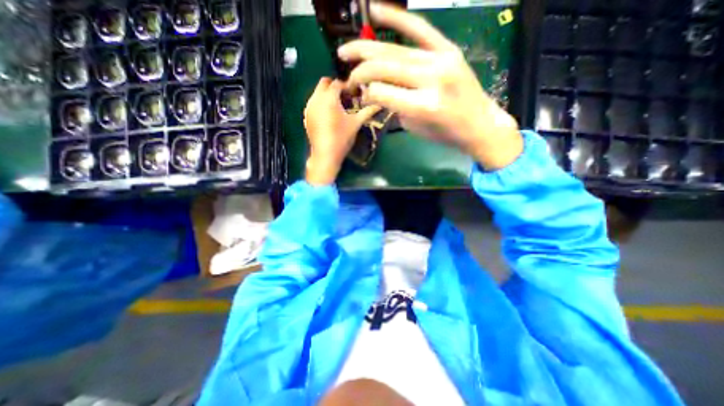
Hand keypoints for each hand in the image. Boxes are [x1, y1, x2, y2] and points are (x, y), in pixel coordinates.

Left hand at [303, 77, 379, 185]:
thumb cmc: (342, 138)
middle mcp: (316, 98)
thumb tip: (379, 104)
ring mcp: (309, 107)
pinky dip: (320, 103)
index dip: (347, 85)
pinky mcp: (306, 116)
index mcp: (329, 98)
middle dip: (334, 86)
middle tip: (345, 95)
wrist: (326, 154)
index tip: (354, 91)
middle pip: (324, 83)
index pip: (338, 83)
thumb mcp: (356, 124)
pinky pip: (313, 103)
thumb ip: (367, 111)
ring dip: (326, 94)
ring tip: (337, 105)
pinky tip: (328, 115)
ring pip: (317, 93)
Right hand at [337, 2, 523, 168]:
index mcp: (423, 106)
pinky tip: (374, 12)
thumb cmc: (445, 133)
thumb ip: (394, 106)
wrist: (479, 123)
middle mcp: (431, 80)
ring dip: (366, 48)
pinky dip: (396, 18)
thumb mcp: (414, 127)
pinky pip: (418, 28)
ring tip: (347, 50)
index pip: (381, 92)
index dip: (365, 93)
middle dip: (359, 70)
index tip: (360, 96)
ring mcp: (441, 59)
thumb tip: (376, 89)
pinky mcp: (447, 49)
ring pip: (394, 50)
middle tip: (346, 72)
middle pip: (384, 67)